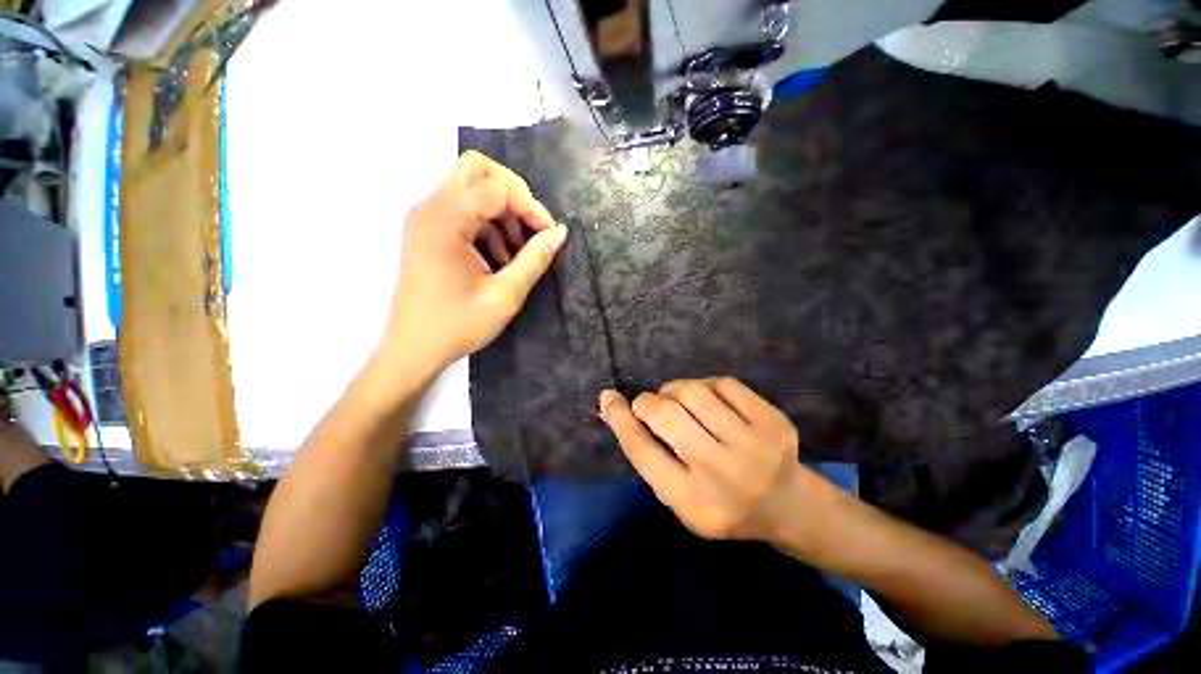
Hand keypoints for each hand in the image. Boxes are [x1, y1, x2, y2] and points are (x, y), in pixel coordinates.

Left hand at [384, 151, 567, 373]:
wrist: (413, 349)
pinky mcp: (427, 230)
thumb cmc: (458, 325)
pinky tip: (498, 256)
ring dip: (501, 210)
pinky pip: (462, 208)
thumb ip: (535, 259)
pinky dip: (487, 222)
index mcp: (445, 220)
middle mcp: (430, 208)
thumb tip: (560, 232)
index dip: (531, 207)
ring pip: (470, 186)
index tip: (550, 235)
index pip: (497, 188)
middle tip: (532, 227)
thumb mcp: (505, 295)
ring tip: (516, 251)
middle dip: (514, 193)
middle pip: (477, 168)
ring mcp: (425, 218)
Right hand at [598, 378, 801, 540]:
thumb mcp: (679, 500)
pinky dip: (705, 386)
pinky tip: (708, 400)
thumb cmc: (722, 505)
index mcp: (692, 501)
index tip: (609, 398)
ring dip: (674, 390)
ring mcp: (753, 446)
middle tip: (649, 404)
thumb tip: (614, 409)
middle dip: (648, 402)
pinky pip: (723, 384)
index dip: (620, 420)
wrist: (788, 506)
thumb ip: (649, 458)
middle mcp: (722, 473)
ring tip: (678, 401)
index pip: (643, 452)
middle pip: (667, 415)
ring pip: (693, 393)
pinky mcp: (772, 423)